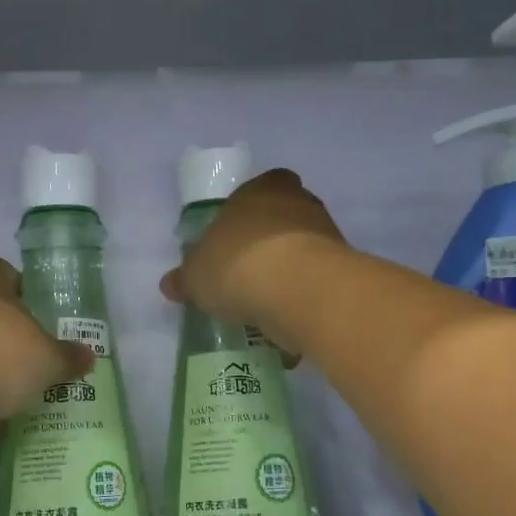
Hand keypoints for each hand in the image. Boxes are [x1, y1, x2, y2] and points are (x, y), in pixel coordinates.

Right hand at [159, 169, 345, 357]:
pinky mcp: (345, 270)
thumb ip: (185, 278)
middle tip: (246, 277)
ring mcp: (328, 235)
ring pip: (303, 253)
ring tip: (265, 310)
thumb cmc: (238, 264)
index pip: (257, 189)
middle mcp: (300, 202)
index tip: (232, 242)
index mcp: (261, 189)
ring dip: (288, 276)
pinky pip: (317, 284)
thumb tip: (170, 284)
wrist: (298, 289)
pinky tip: (287, 326)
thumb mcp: (196, 275)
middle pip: (283, 220)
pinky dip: (304, 301)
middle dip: (268, 246)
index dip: (245, 214)